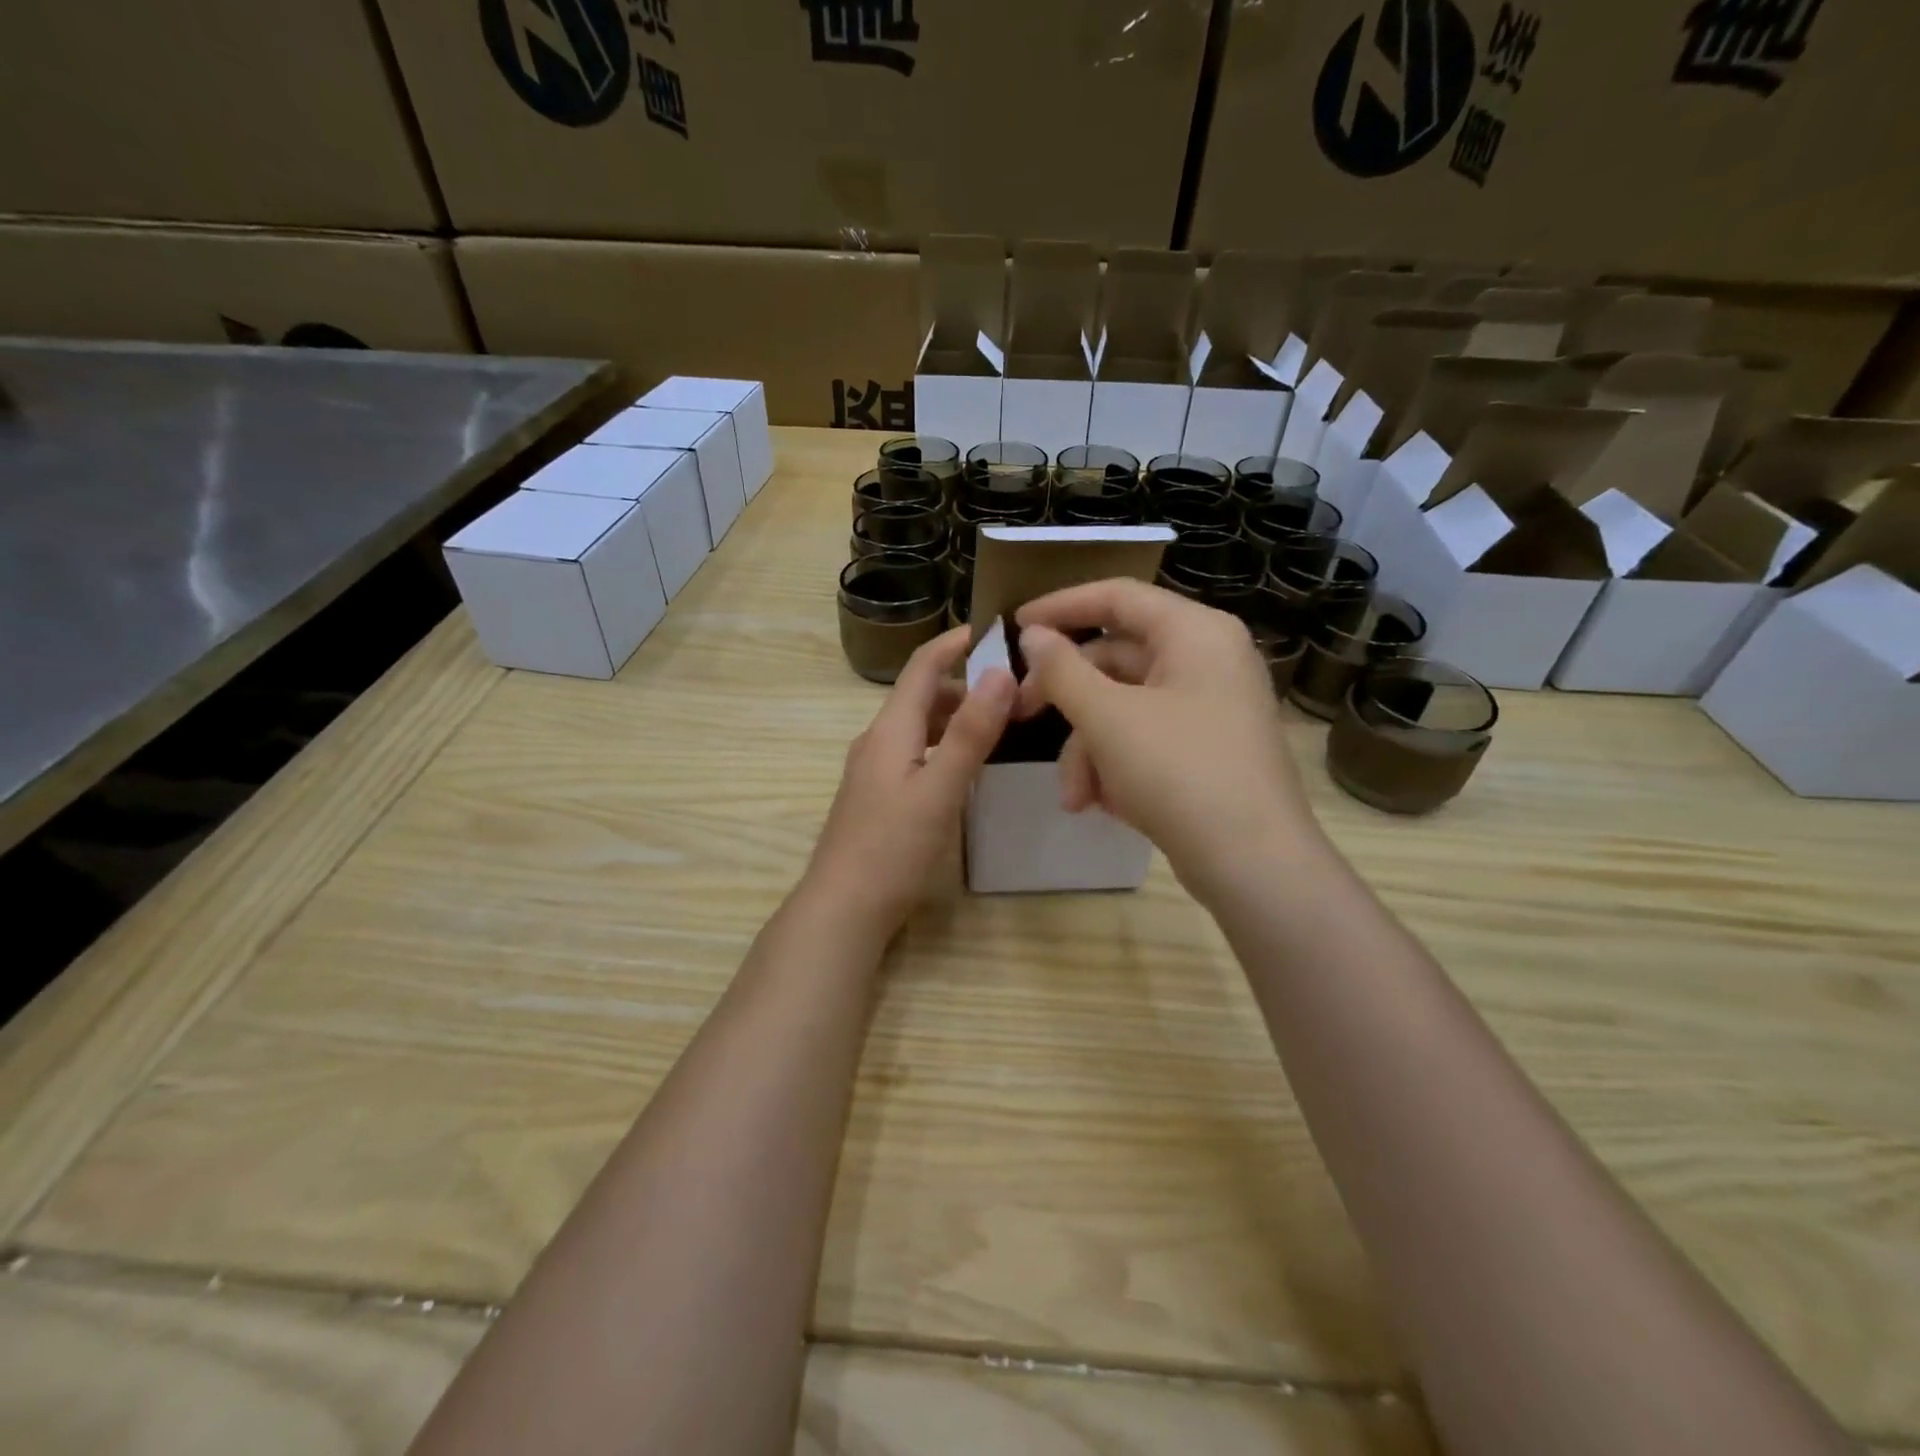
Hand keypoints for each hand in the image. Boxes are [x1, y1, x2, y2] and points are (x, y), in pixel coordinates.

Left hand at [805, 627, 1014, 938]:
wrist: (843, 908)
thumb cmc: (892, 848)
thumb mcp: (939, 790)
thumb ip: (969, 733)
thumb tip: (1001, 671)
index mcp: (890, 729)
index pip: (922, 665)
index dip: (956, 642)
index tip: (997, 629)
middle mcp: (878, 740)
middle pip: (922, 694)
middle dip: (965, 682)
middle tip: (1015, 687)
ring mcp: (874, 769)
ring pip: (919, 725)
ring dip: (956, 715)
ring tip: (1001, 722)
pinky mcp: (878, 795)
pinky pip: (915, 752)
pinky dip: (944, 744)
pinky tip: (966, 765)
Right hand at [1014, 580, 1320, 899]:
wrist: (1253, 864)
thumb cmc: (1179, 772)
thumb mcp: (1108, 718)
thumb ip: (1062, 670)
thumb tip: (1033, 635)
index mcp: (1194, 633)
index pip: (1117, 597)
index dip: (1061, 606)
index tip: (1015, 625)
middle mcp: (1207, 660)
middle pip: (1116, 658)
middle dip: (1069, 699)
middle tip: (1022, 715)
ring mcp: (1209, 707)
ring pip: (1125, 707)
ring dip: (1089, 748)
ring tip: (1074, 797)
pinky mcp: (1206, 750)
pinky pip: (1146, 739)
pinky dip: (1116, 764)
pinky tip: (1102, 803)